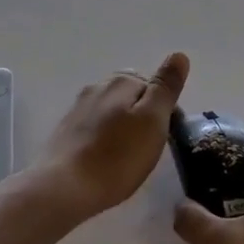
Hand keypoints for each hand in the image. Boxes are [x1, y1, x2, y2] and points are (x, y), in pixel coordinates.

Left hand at [35, 53, 189, 221]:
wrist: (64, 188)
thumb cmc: (117, 157)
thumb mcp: (153, 120)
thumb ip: (165, 87)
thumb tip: (179, 56)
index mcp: (121, 81)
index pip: (154, 85)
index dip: (167, 109)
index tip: (170, 136)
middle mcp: (97, 87)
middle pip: (131, 95)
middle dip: (144, 114)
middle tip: (151, 146)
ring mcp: (78, 108)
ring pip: (111, 110)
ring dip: (124, 125)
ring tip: (131, 154)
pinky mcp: (66, 130)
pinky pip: (94, 126)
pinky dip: (106, 137)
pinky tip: (107, 158)